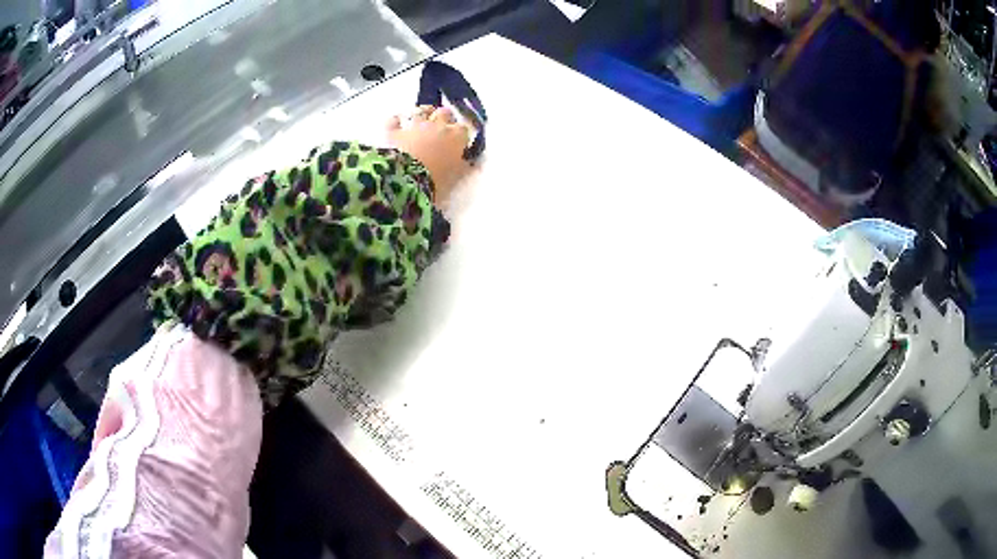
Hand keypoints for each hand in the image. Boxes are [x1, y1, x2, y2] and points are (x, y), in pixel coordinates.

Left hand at [387, 105, 471, 207]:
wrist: (405, 180)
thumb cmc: (435, 181)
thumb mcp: (454, 178)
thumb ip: (463, 167)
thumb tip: (470, 162)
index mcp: (455, 137)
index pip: (463, 129)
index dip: (460, 134)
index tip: (458, 141)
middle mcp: (437, 125)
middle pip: (444, 113)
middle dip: (444, 118)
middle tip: (441, 127)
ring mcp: (414, 125)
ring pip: (421, 111)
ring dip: (422, 114)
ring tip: (421, 119)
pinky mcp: (394, 131)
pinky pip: (394, 120)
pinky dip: (396, 121)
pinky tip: (396, 123)